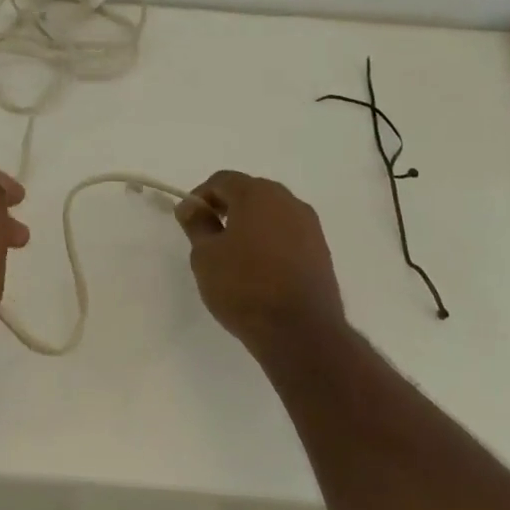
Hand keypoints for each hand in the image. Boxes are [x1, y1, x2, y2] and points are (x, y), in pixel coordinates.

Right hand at [175, 171, 346, 353]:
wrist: (300, 330)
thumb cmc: (244, 286)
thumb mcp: (206, 255)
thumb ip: (197, 224)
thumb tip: (191, 206)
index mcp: (258, 194)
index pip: (222, 180)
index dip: (200, 196)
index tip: (189, 221)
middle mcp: (288, 201)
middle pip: (250, 192)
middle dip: (227, 207)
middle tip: (209, 235)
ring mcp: (310, 225)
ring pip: (272, 213)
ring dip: (250, 224)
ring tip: (233, 255)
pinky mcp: (321, 250)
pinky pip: (288, 233)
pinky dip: (270, 241)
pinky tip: (259, 268)